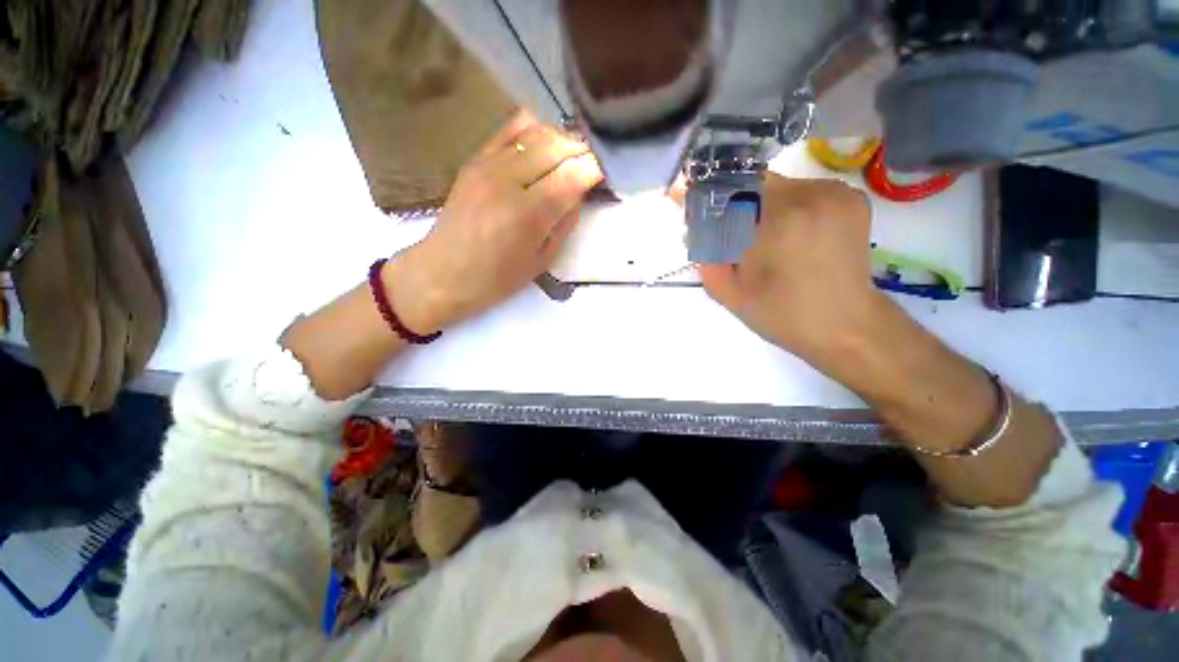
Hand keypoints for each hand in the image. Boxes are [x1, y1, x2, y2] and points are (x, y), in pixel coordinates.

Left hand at [386, 111, 602, 332]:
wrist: (443, 273)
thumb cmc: (497, 279)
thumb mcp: (542, 261)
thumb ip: (564, 223)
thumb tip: (578, 193)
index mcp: (529, 214)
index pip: (573, 175)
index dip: (595, 170)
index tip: (606, 174)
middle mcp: (509, 181)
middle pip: (558, 146)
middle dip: (583, 150)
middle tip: (594, 162)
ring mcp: (488, 165)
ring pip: (537, 132)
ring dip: (562, 138)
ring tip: (573, 153)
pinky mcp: (474, 159)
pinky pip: (510, 129)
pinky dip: (534, 129)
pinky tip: (545, 140)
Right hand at [698, 174, 886, 365]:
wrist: (845, 327)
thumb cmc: (783, 313)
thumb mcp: (731, 293)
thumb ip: (706, 259)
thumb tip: (693, 231)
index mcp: (782, 215)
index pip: (737, 183)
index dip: (718, 200)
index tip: (710, 222)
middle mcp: (814, 193)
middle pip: (761, 184)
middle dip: (741, 207)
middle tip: (735, 239)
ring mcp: (839, 194)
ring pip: (785, 188)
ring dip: (767, 209)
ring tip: (765, 243)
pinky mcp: (853, 200)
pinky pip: (808, 193)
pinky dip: (792, 210)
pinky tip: (790, 239)